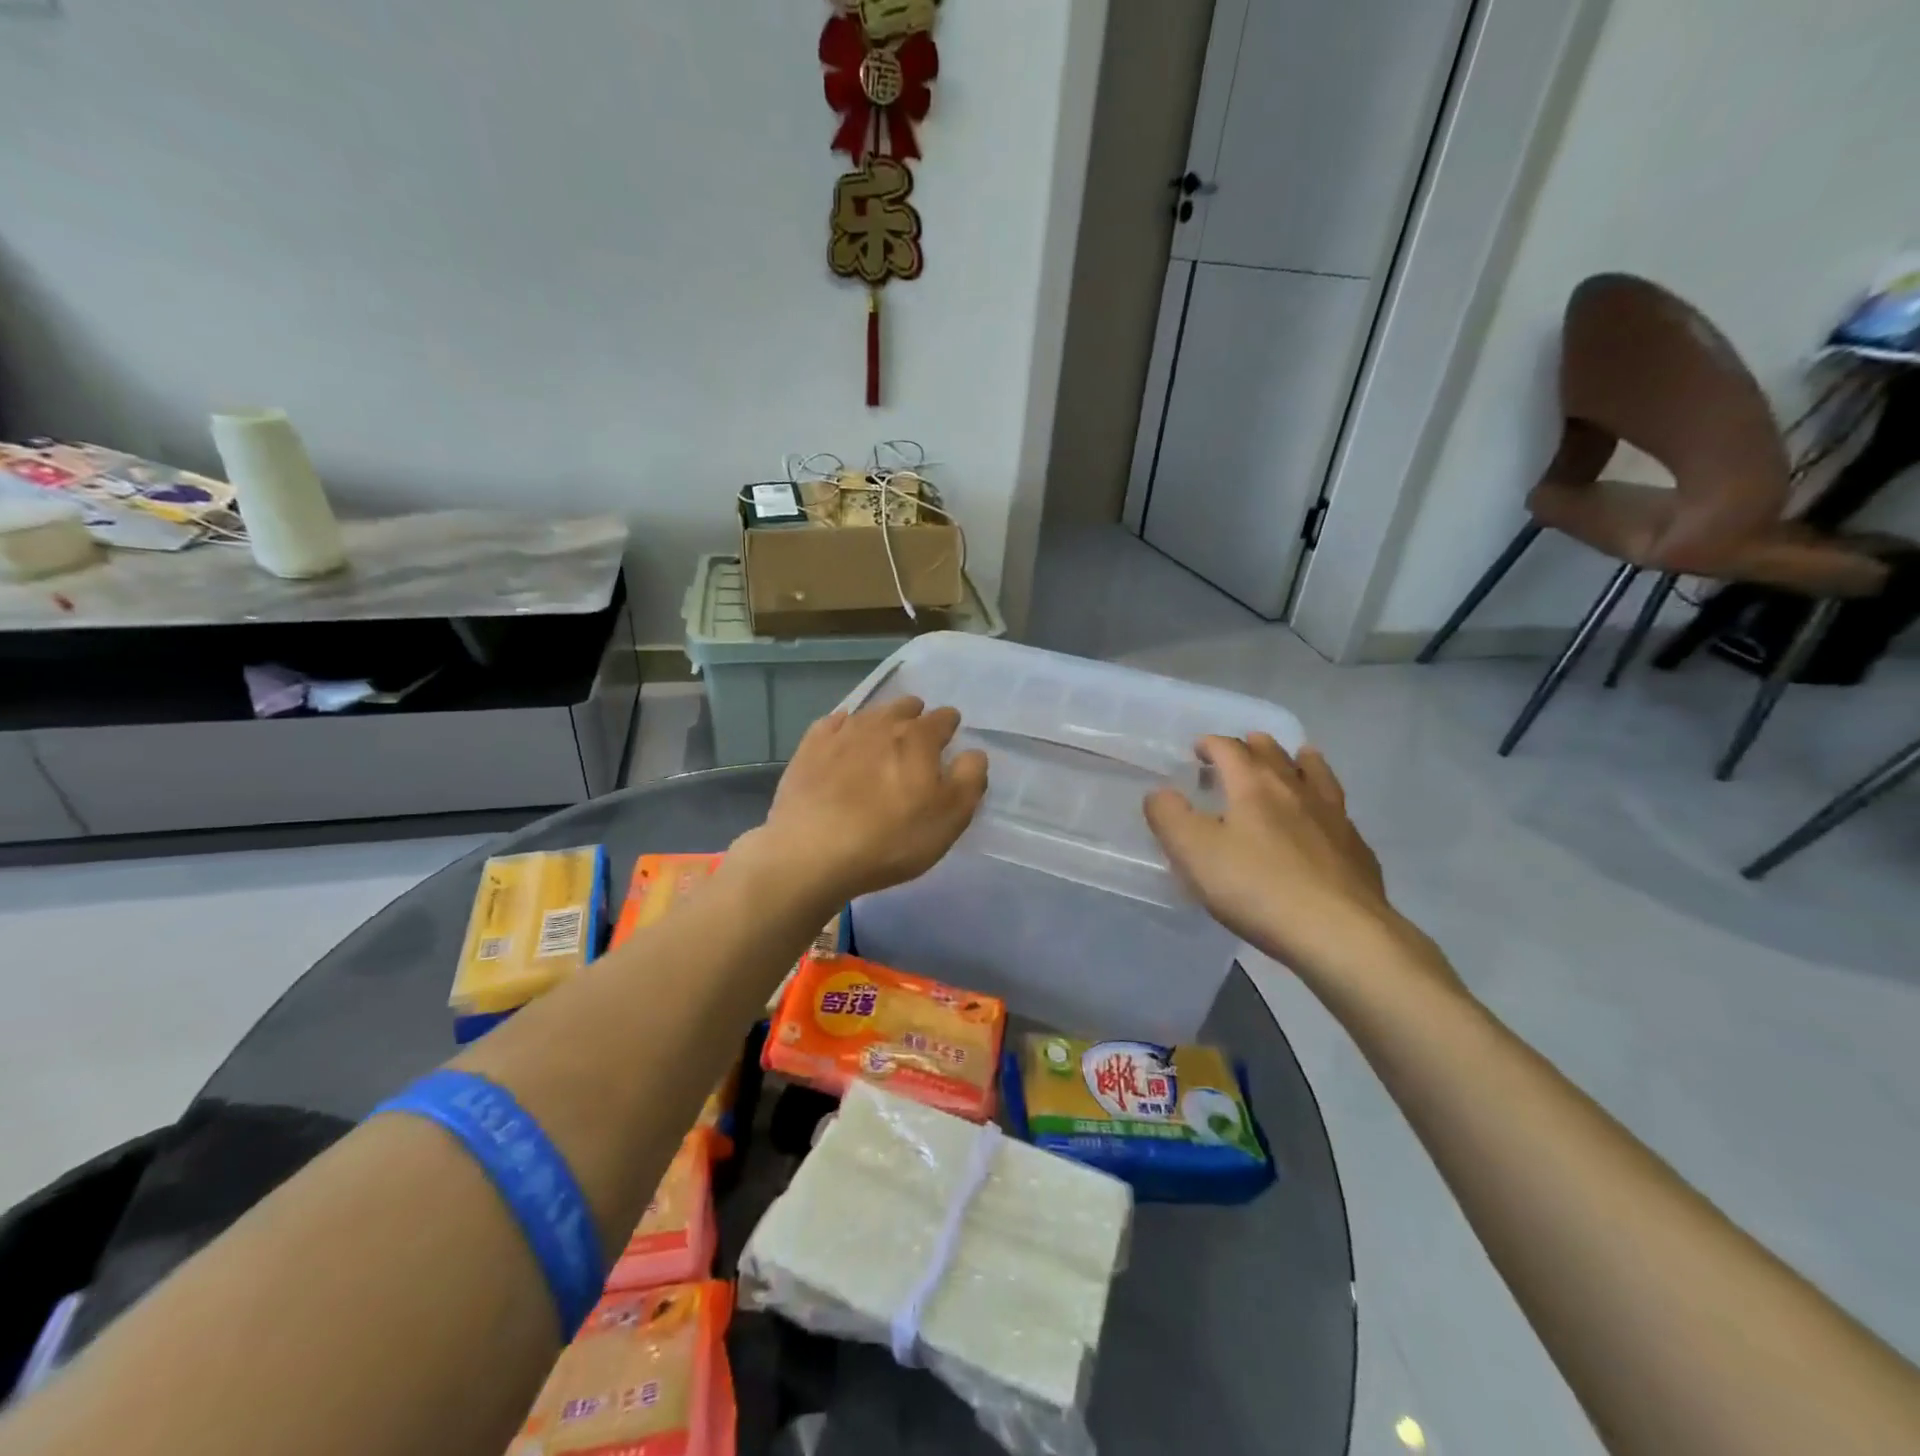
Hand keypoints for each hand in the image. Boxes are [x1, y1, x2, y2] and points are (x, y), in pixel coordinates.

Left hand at [747, 697, 987, 905]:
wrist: (812, 852)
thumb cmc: (891, 838)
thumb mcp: (949, 818)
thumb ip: (969, 780)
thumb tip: (973, 753)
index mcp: (919, 738)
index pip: (944, 719)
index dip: (950, 727)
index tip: (950, 741)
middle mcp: (882, 724)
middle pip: (905, 708)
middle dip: (915, 718)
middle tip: (917, 741)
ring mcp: (841, 733)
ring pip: (870, 714)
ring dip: (881, 722)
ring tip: (882, 740)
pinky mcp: (809, 748)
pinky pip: (832, 725)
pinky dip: (843, 729)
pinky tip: (842, 740)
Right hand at [1145, 734, 1446, 990]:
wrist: (1339, 933)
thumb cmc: (1257, 888)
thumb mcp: (1194, 853)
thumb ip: (1169, 817)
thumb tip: (1159, 794)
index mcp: (1253, 785)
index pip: (1229, 748)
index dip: (1210, 744)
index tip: (1197, 750)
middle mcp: (1295, 790)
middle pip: (1273, 754)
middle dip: (1252, 747)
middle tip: (1239, 752)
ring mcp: (1332, 817)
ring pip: (1316, 774)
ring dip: (1299, 762)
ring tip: (1297, 758)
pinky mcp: (1356, 848)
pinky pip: (1338, 811)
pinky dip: (1325, 803)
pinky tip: (1326, 818)